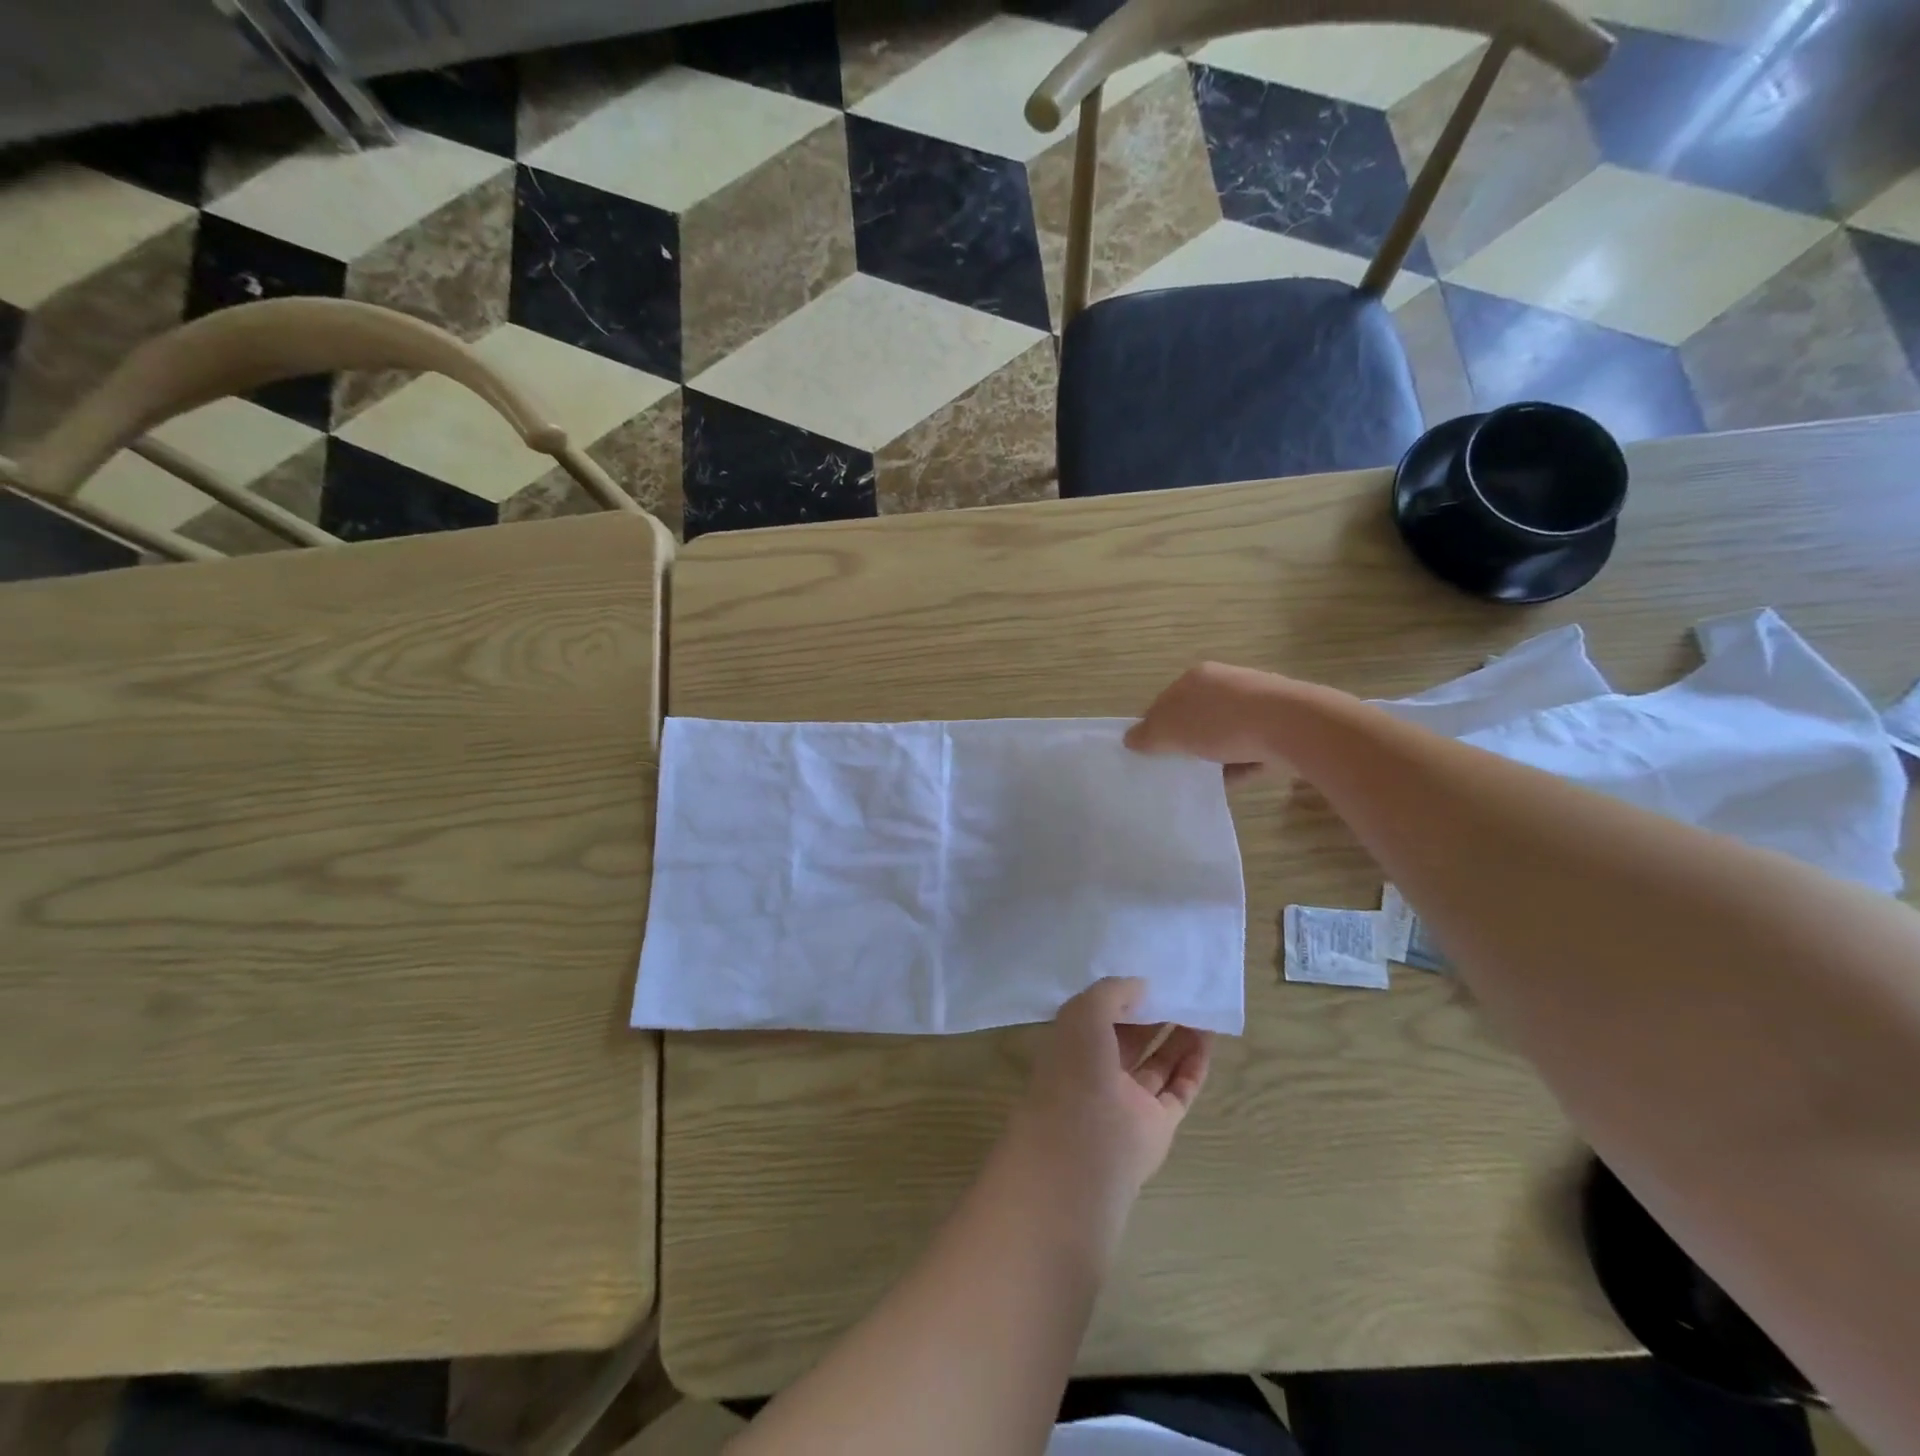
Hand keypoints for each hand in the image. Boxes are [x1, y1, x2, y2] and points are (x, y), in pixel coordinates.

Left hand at [1011, 978, 1212, 1205]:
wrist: (1087, 1148)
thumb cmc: (1076, 1070)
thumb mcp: (1084, 1014)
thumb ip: (1112, 993)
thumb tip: (1141, 986)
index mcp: (1073, 1046)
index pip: (1098, 1016)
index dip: (1120, 997)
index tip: (1146, 976)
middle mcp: (1099, 1071)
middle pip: (1130, 1037)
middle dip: (1152, 1015)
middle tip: (1179, 989)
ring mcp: (1130, 1099)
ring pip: (1158, 1062)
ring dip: (1178, 1036)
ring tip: (1200, 1007)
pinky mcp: (1158, 1122)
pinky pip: (1180, 1087)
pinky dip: (1194, 1064)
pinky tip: (1208, 1036)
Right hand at [1124, 661, 1292, 780]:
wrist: (1293, 726)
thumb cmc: (1223, 722)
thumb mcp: (1172, 730)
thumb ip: (1148, 736)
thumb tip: (1130, 739)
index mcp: (1196, 677)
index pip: (1164, 701)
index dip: (1154, 728)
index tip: (1149, 753)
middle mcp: (1226, 683)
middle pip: (1195, 717)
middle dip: (1185, 742)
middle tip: (1176, 767)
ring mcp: (1256, 703)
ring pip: (1223, 734)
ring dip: (1213, 755)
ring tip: (1204, 779)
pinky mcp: (1279, 725)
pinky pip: (1249, 749)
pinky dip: (1239, 765)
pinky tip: (1232, 782)